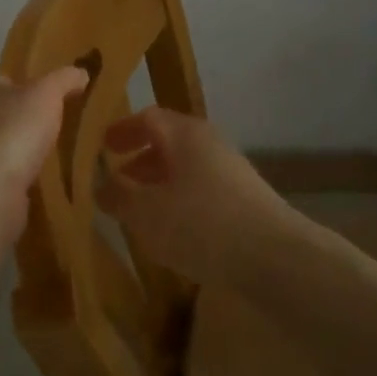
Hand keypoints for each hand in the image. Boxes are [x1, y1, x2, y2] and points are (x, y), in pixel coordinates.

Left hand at [0, 67, 88, 244]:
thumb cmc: (12, 132)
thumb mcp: (45, 94)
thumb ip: (63, 80)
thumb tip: (81, 72)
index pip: (3, 83)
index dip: (27, 86)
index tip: (54, 95)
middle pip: (4, 118)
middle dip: (28, 124)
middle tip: (64, 129)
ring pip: (7, 153)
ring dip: (27, 156)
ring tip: (62, 160)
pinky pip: (9, 184)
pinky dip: (25, 185)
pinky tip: (48, 188)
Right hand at [96, 107, 291, 288]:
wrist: (274, 257)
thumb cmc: (200, 224)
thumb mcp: (145, 212)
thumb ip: (119, 195)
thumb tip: (102, 184)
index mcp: (185, 134)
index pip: (148, 118)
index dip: (122, 130)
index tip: (102, 147)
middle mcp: (210, 143)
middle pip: (169, 142)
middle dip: (139, 160)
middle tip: (117, 181)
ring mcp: (232, 171)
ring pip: (186, 168)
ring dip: (159, 184)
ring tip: (139, 211)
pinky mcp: (244, 200)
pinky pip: (202, 190)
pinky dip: (180, 200)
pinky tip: (172, 230)